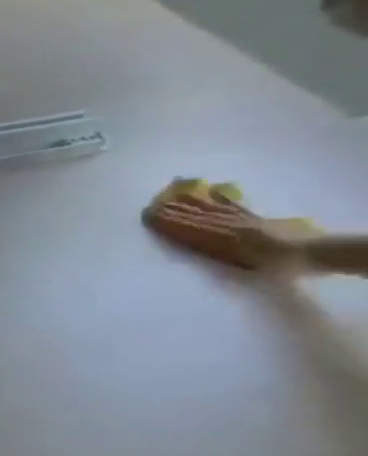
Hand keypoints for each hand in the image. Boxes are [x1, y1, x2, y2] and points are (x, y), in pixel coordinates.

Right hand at [145, 188, 310, 273]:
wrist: (310, 253)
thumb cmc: (271, 263)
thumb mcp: (236, 259)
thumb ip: (208, 246)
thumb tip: (183, 233)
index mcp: (221, 235)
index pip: (186, 226)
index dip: (166, 220)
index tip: (146, 214)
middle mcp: (228, 223)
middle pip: (196, 215)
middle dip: (173, 209)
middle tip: (152, 203)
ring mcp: (242, 219)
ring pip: (210, 208)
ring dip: (191, 201)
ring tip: (173, 193)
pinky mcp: (255, 217)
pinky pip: (233, 205)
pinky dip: (220, 198)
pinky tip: (211, 191)